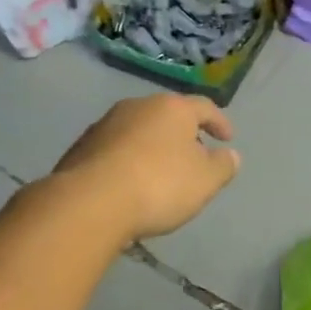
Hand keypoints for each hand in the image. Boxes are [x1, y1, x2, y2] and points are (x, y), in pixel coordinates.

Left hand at [51, 94, 239, 239]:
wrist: (90, 203)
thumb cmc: (159, 185)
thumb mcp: (206, 180)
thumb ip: (223, 165)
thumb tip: (229, 155)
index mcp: (172, 108)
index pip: (204, 107)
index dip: (219, 122)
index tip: (227, 139)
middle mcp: (137, 107)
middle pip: (168, 116)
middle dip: (183, 135)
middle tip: (194, 156)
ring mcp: (104, 125)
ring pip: (139, 132)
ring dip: (153, 148)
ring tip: (161, 173)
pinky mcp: (81, 148)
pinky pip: (115, 150)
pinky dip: (129, 162)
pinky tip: (131, 184)